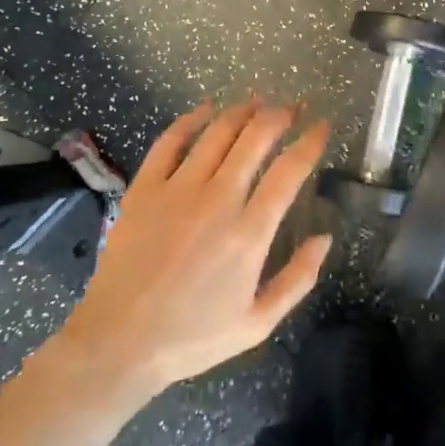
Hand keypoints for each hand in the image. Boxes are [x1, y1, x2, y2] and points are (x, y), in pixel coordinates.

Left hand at [59, 100, 331, 399]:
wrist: (119, 343)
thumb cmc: (193, 338)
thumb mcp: (258, 322)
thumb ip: (298, 279)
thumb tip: (325, 238)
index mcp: (250, 233)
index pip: (290, 171)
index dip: (310, 142)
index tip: (321, 127)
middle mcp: (218, 200)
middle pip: (256, 139)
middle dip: (280, 116)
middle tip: (291, 108)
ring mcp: (177, 190)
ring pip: (217, 132)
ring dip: (241, 111)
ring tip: (257, 102)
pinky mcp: (144, 190)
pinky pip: (169, 142)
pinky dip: (190, 120)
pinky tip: (205, 109)